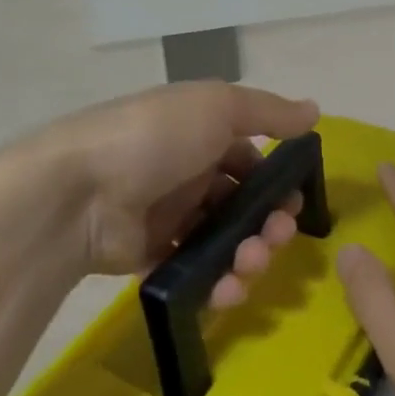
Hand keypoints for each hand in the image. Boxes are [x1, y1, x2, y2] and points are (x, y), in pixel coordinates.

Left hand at [26, 81, 319, 306]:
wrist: (79, 191)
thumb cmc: (157, 136)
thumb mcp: (218, 106)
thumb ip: (269, 112)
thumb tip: (315, 110)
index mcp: (202, 133)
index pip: (251, 158)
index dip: (277, 180)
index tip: (295, 201)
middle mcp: (189, 172)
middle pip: (243, 204)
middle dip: (269, 223)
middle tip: (277, 237)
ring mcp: (170, 217)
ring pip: (226, 241)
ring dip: (249, 256)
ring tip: (248, 265)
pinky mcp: (153, 258)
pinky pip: (197, 273)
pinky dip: (218, 283)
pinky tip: (227, 289)